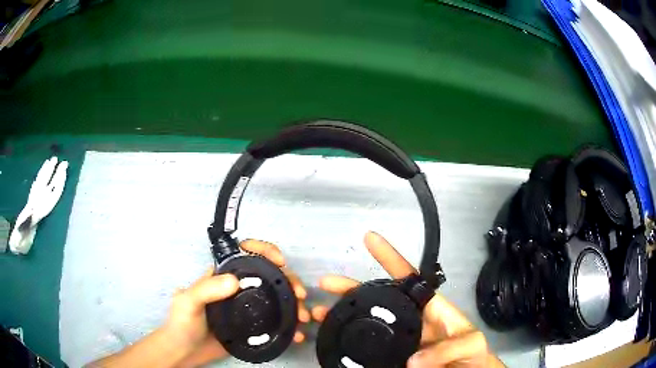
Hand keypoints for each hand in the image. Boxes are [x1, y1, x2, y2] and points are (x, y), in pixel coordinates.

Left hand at [91, 239, 308, 367]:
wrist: (181, 353)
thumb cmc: (178, 326)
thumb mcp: (186, 303)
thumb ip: (205, 289)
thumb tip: (234, 279)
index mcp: (218, 276)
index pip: (244, 252)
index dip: (261, 247)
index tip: (276, 256)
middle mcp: (232, 288)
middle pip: (264, 274)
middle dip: (285, 277)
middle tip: (297, 292)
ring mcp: (241, 308)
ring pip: (271, 296)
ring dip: (290, 300)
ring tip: (302, 311)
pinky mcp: (247, 326)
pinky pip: (270, 319)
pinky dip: (284, 322)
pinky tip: (295, 330)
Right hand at [312, 232, 502, 367]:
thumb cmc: (473, 356)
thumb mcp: (470, 344)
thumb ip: (448, 348)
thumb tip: (412, 360)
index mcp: (430, 308)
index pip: (408, 278)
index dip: (390, 257)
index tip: (370, 239)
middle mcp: (411, 320)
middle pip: (378, 299)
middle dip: (352, 289)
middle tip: (327, 285)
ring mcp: (400, 338)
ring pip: (369, 321)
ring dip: (345, 315)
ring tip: (322, 314)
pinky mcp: (393, 356)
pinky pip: (369, 346)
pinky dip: (352, 340)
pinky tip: (337, 339)